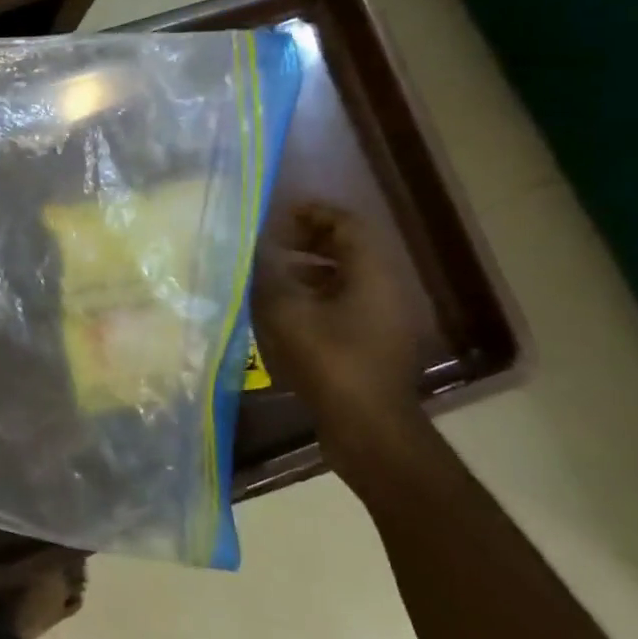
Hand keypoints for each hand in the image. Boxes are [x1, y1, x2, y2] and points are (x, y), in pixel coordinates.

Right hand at [251, 202, 419, 430]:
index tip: (276, 215)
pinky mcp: (374, 340)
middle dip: (310, 238)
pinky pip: (347, 300)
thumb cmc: (329, 361)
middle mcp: (386, 287)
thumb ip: (267, 274)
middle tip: (272, 240)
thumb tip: (251, 246)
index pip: (348, 223)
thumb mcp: (286, 312)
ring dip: (312, 266)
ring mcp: (384, 316)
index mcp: (373, 273)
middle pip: (351, 247)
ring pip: (348, 275)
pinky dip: (318, 293)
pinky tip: (288, 308)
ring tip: (274, 271)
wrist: (367, 425)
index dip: (312, 213)